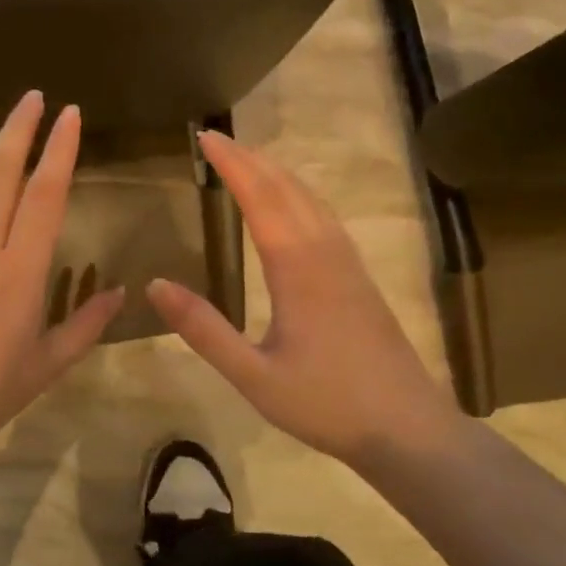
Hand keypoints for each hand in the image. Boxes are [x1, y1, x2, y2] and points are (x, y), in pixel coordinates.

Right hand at [146, 131, 458, 464]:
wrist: (408, 428)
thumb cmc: (327, 403)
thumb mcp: (254, 375)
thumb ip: (204, 329)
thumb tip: (156, 285)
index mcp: (297, 267)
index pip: (260, 197)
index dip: (232, 164)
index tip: (205, 138)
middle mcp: (325, 252)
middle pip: (287, 188)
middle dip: (251, 159)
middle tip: (216, 140)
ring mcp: (348, 262)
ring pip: (311, 198)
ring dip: (277, 172)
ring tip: (248, 160)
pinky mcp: (360, 276)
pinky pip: (325, 216)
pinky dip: (299, 194)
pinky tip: (293, 205)